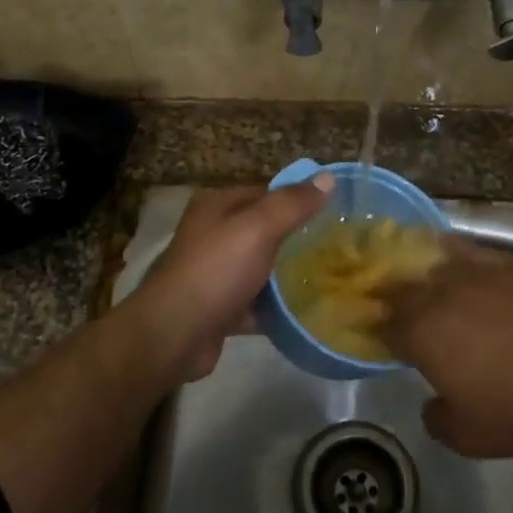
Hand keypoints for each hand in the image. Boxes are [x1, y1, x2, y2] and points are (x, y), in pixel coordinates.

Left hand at [122, 177, 334, 383]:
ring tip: (329, 278)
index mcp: (218, 206)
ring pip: (262, 267)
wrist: (174, 335)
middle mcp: (213, 234)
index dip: (299, 199)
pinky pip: (256, 301)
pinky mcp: (220, 307)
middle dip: (298, 238)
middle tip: (338, 247)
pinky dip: (277, 307)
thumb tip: (328, 177)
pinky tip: (306, 312)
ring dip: (289, 274)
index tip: (336, 211)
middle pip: (265, 230)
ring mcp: (215, 272)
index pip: (267, 192)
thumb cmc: (216, 271)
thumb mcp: (258, 229)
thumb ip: (292, 204)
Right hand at [382, 239, 512, 457]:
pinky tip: (455, 256)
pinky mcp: (508, 262)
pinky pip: (469, 250)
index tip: (382, 339)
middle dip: (392, 297)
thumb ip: (438, 419)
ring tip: (419, 276)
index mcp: (421, 333)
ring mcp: (475, 271)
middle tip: (394, 308)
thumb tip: (432, 405)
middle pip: (403, 287)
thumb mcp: (470, 436)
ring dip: (419, 270)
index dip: (379, 332)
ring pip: (433, 261)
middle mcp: (440, 293)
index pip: (385, 325)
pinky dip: (454, 253)